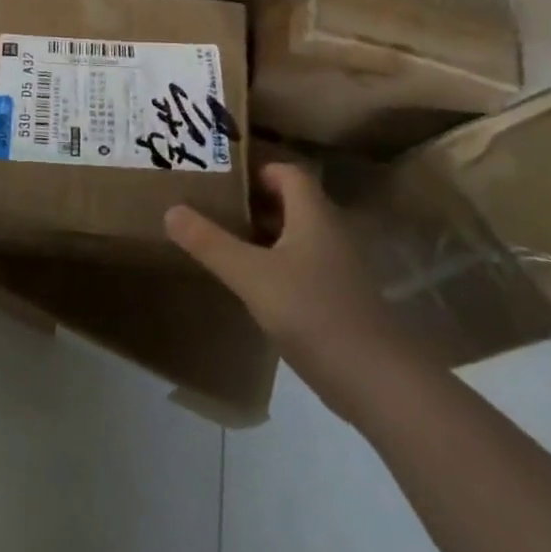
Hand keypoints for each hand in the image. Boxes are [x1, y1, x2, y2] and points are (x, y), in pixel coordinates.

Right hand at [166, 163, 418, 418]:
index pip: (287, 172)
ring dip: (263, 235)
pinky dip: (275, 266)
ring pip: (295, 237)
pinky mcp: (339, 300)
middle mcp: (329, 233)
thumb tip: (171, 210)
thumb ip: (211, 243)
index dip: (257, 169)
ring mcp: (337, 269)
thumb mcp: (252, 276)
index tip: (221, 177)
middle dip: (253, 202)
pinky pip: (301, 267)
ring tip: (222, 241)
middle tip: (212, 206)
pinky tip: (251, 285)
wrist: (379, 382)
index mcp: (313, 215)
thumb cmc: (314, 313)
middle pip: (290, 203)